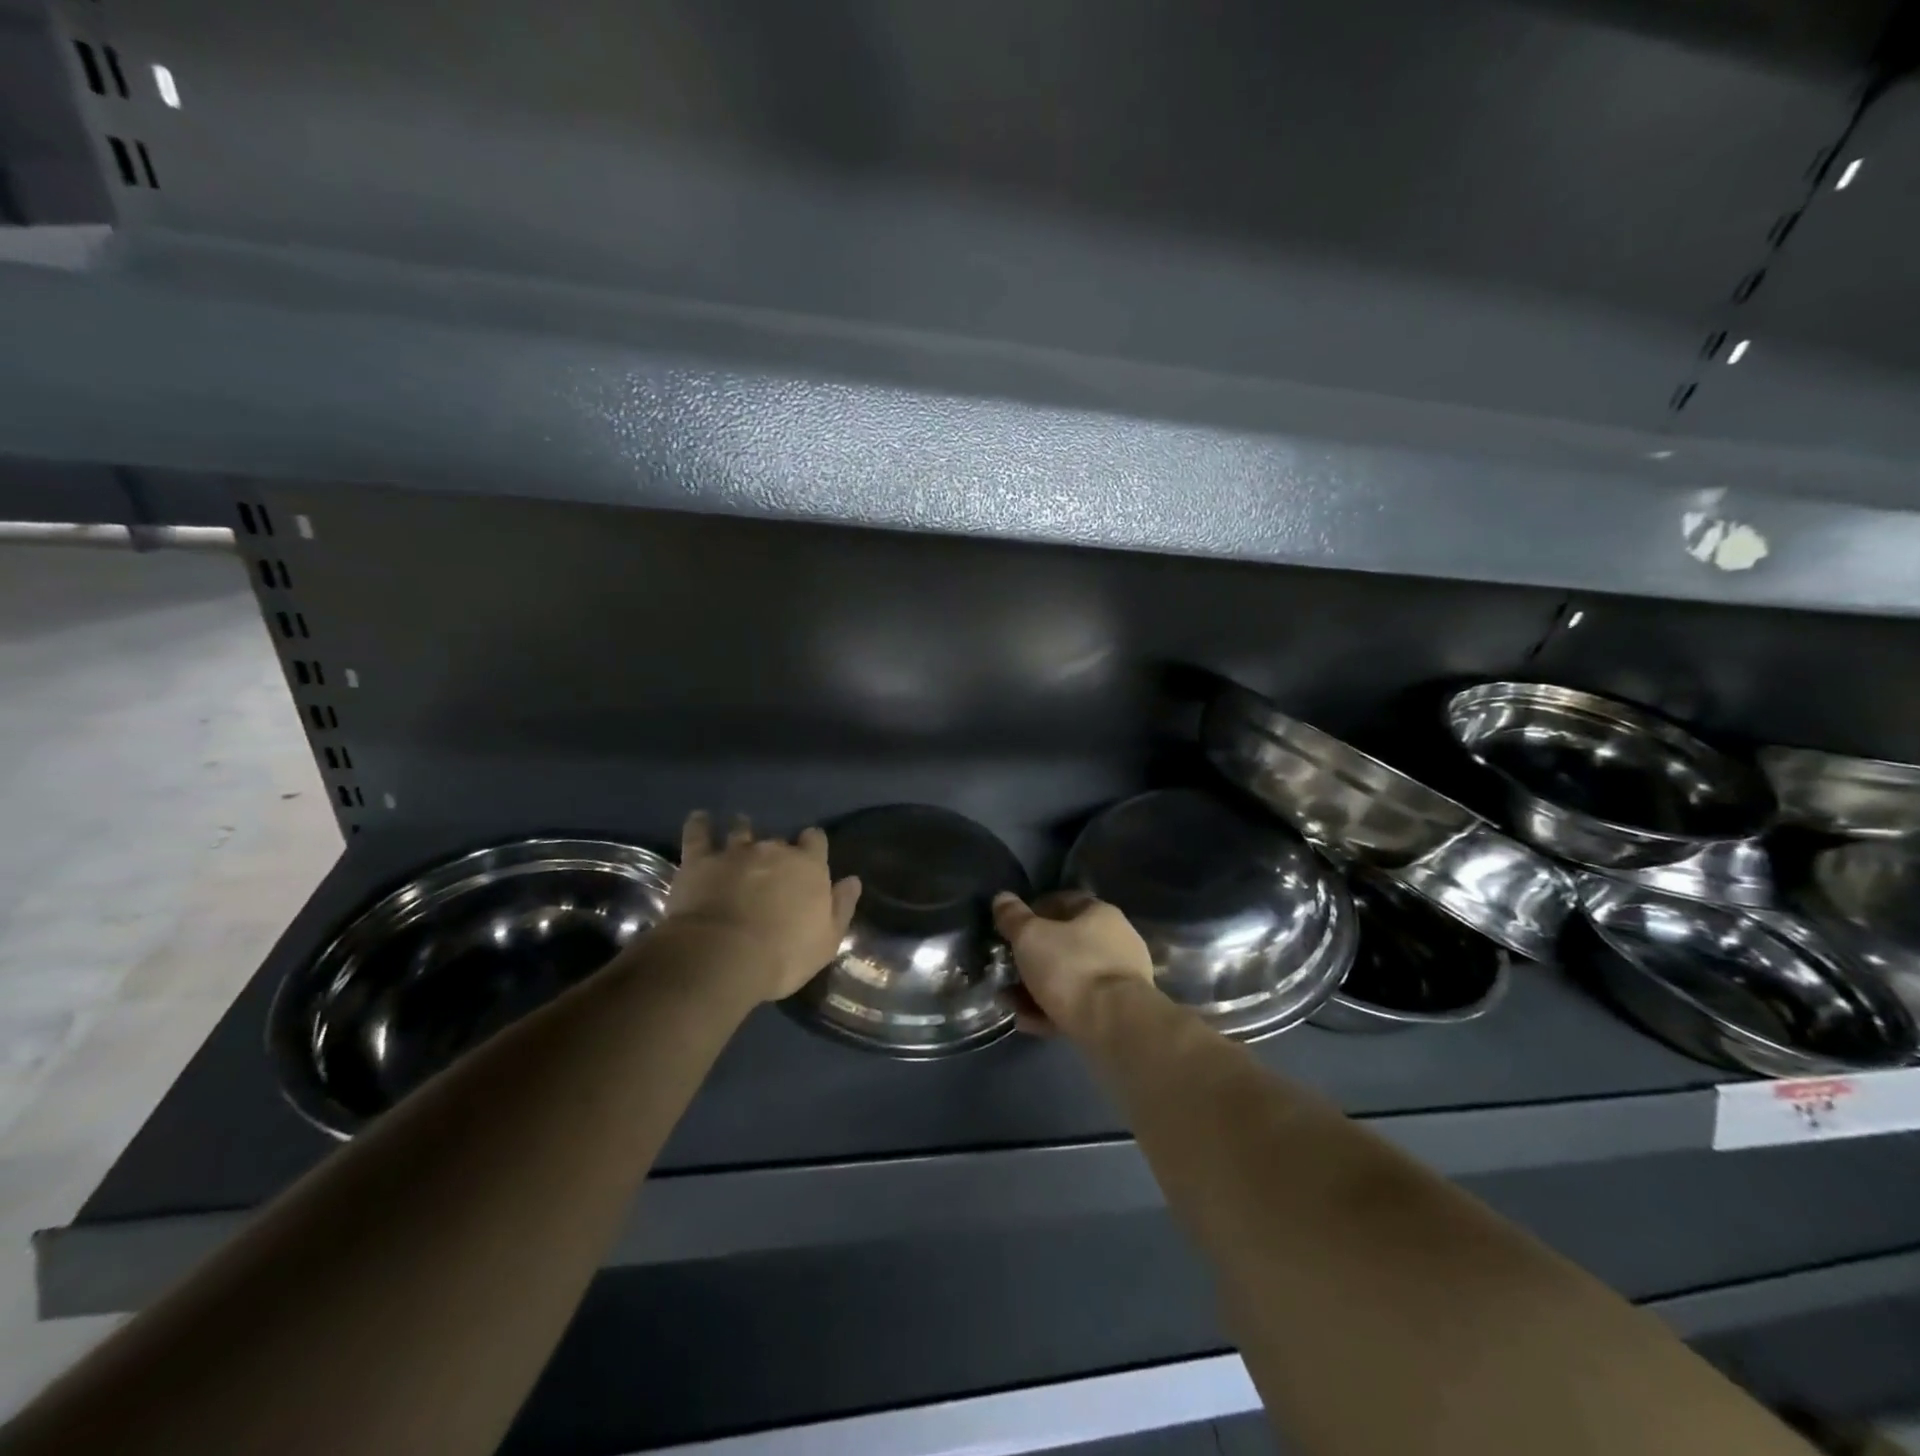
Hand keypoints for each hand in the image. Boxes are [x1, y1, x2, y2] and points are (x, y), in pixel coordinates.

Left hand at [663, 812, 861, 1002]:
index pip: (816, 841)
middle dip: (775, 849)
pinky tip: (699, 817)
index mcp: (809, 866)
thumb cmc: (784, 954)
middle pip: (778, 840)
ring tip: (741, 828)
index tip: (808, 854)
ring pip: (741, 831)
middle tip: (770, 863)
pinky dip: (699, 824)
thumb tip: (852, 880)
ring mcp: (735, 852)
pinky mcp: (700, 861)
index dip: (812, 845)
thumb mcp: (827, 940)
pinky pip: (698, 834)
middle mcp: (774, 850)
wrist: (724, 956)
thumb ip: (841, 906)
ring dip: (743, 829)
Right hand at [992, 890, 1155, 1037]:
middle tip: (1007, 969)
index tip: (1011, 927)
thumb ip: (1013, 917)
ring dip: (1037, 988)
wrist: (1115, 1026)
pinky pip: (1078, 1005)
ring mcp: (1119, 979)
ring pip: (1069, 978)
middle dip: (1032, 957)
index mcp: (1100, 914)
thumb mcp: (1030, 937)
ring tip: (1009, 1002)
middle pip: (1065, 944)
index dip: (1034, 911)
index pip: (1064, 901)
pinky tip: (1027, 1022)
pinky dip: (1052, 1010)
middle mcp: (1115, 941)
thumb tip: (1002, 898)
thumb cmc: (1071, 968)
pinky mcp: (1117, 1012)